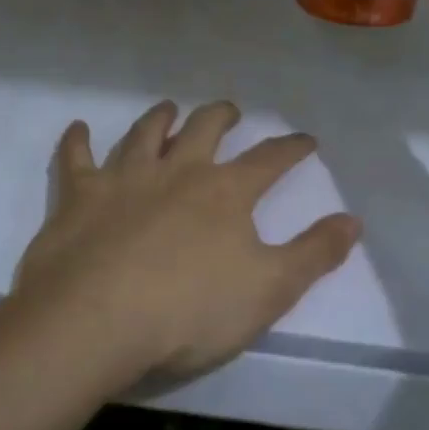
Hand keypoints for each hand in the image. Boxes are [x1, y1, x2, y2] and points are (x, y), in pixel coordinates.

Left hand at [12, 100, 361, 387]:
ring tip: (169, 109)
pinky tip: (78, 129)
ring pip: (144, 133)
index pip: (269, 160)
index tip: (305, 140)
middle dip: (222, 116)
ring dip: (159, 118)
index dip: (291, 148)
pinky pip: (75, 158)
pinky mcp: (78, 196)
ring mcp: (123, 178)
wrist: (95, 321)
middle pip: (204, 129)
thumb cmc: (189, 311)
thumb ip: (314, 253)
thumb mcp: (269, 290)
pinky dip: (77, 141)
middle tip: (230, 111)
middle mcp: (177, 171)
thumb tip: (353, 219)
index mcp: (225, 192)